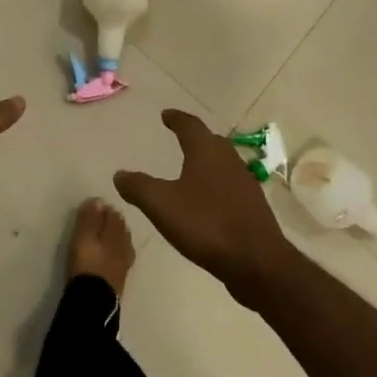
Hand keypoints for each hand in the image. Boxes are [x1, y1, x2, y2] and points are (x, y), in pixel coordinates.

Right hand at [114, 109, 295, 305]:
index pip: (190, 125)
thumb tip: (119, 174)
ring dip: (207, 160)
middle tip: (180, 136)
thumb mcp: (162, 205)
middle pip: (211, 140)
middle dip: (194, 137)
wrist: (257, 261)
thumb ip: (139, 187)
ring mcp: (244, 183)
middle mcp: (228, 160)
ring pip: (223, 162)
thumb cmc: (206, 224)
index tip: (166, 115)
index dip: (176, 118)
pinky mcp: (252, 206)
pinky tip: (208, 200)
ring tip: (191, 167)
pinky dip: (216, 183)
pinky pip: (230, 184)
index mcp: (207, 151)